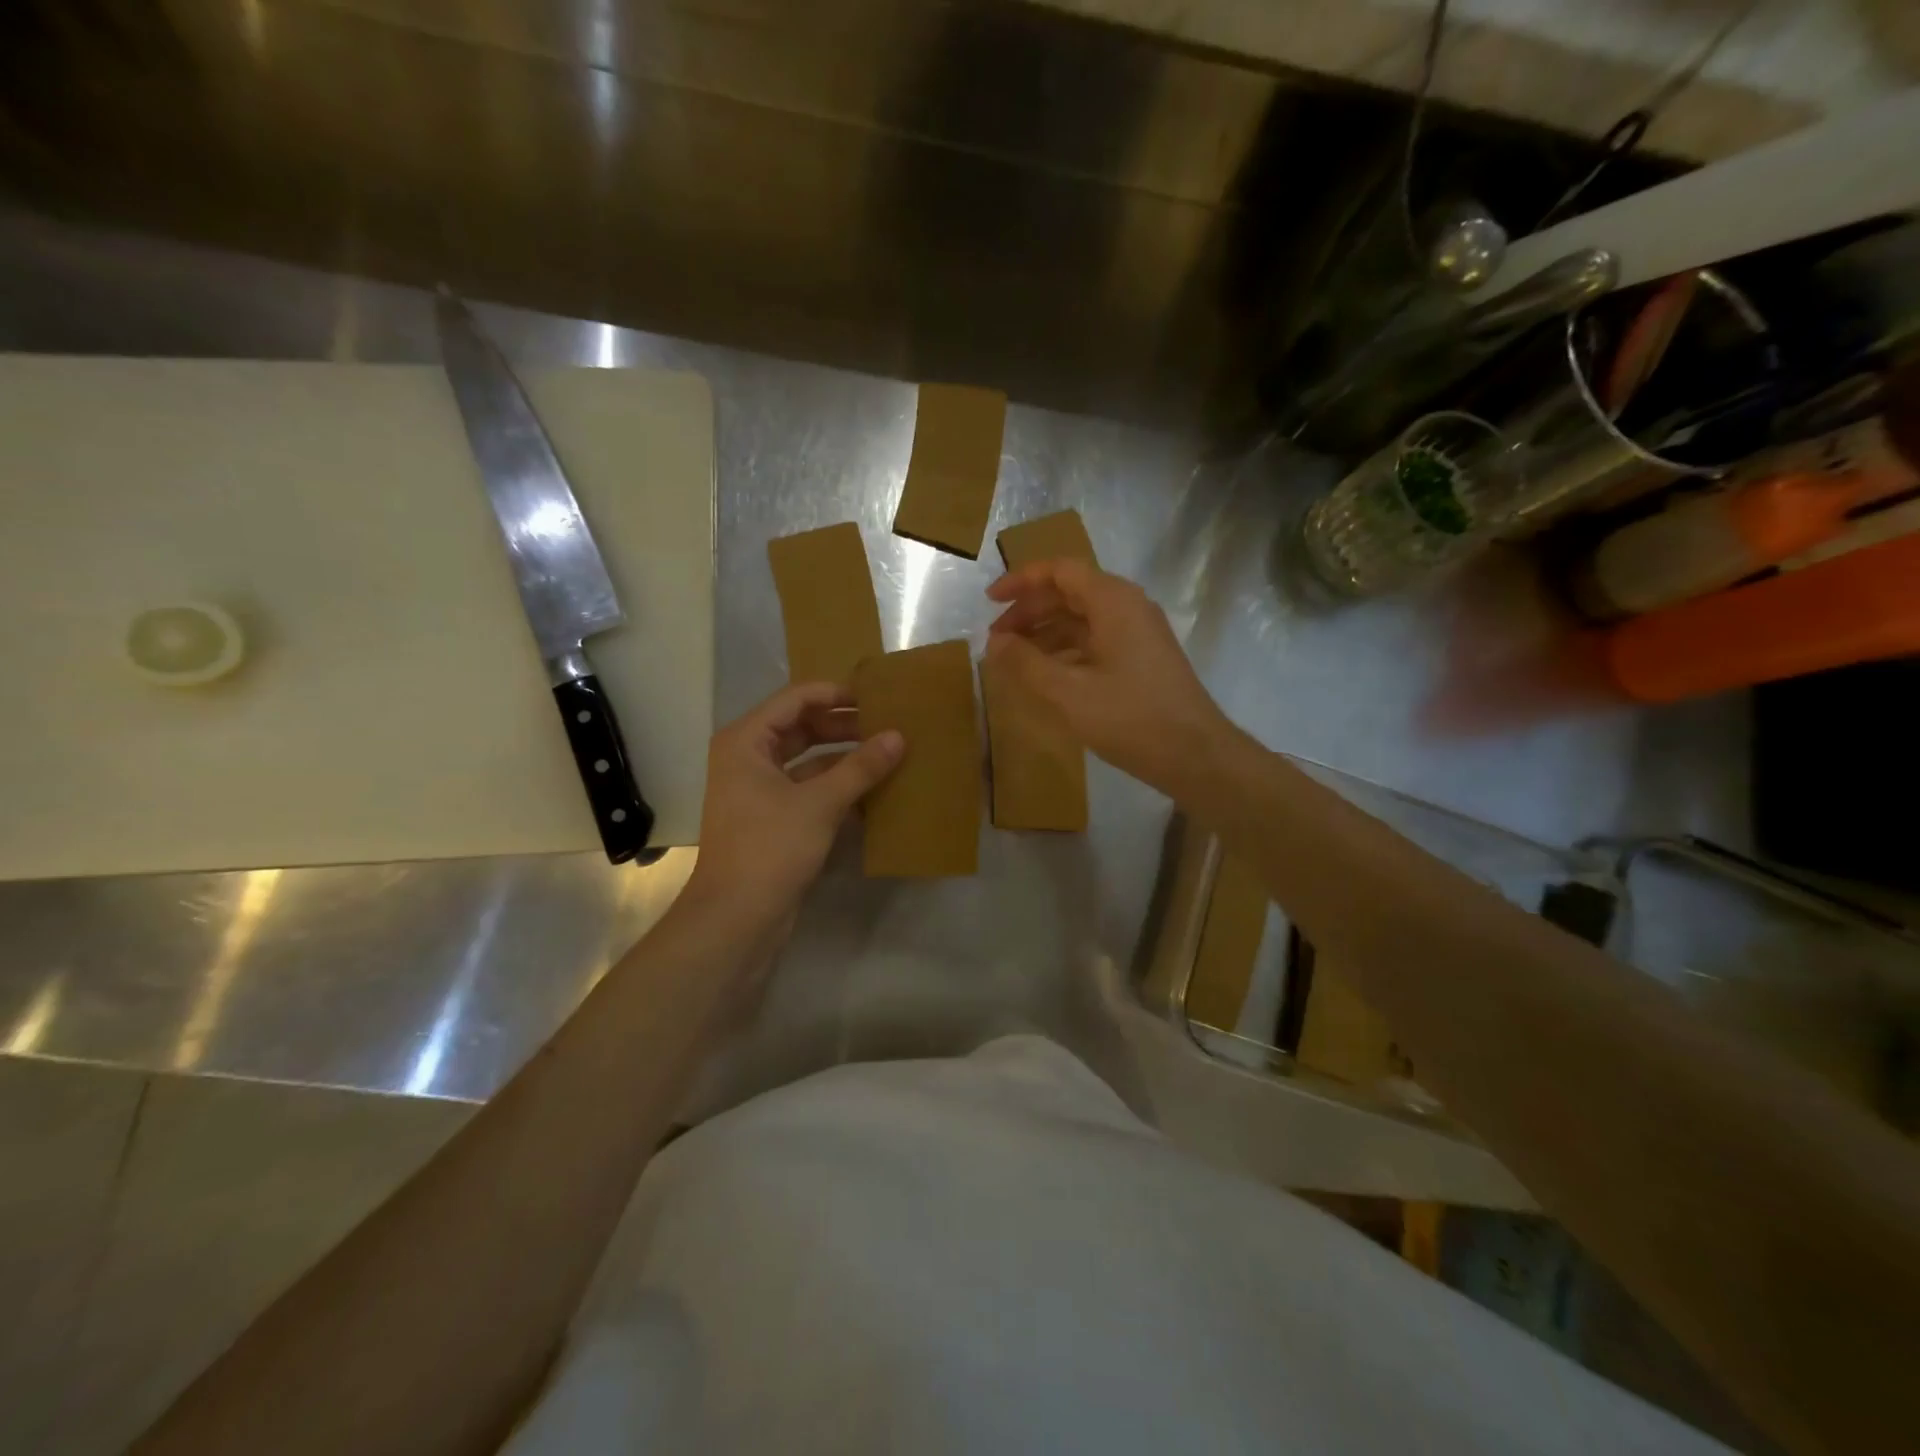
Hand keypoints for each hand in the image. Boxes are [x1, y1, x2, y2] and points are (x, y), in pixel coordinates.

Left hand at [683, 682, 903, 933]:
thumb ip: (861, 767)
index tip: (877, 697)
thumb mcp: (820, 803)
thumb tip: (898, 737)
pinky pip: (808, 788)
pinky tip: (873, 789)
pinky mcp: (772, 817)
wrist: (736, 917)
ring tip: (888, 752)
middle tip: (889, 723)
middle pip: (802, 726)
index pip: (797, 699)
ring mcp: (759, 789)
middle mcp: (748, 757)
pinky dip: (837, 785)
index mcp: (747, 740)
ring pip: (808, 759)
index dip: (837, 694)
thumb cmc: (771, 847)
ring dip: (844, 756)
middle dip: (844, 725)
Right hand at [985, 559, 1234, 797]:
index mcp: (1112, 601)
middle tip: (996, 639)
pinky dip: (1066, 651)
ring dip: (1045, 634)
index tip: (989, 601)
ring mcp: (1138, 633)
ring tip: (1013, 659)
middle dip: (1029, 612)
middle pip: (1069, 593)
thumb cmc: (1130, 717)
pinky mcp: (1142, 658)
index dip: (1020, 581)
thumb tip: (994, 643)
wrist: (1194, 754)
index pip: (1059, 571)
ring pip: (1082, 620)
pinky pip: (1095, 641)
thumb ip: (1026, 663)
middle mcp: (1127, 607)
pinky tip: (1046, 675)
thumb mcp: (1068, 692)